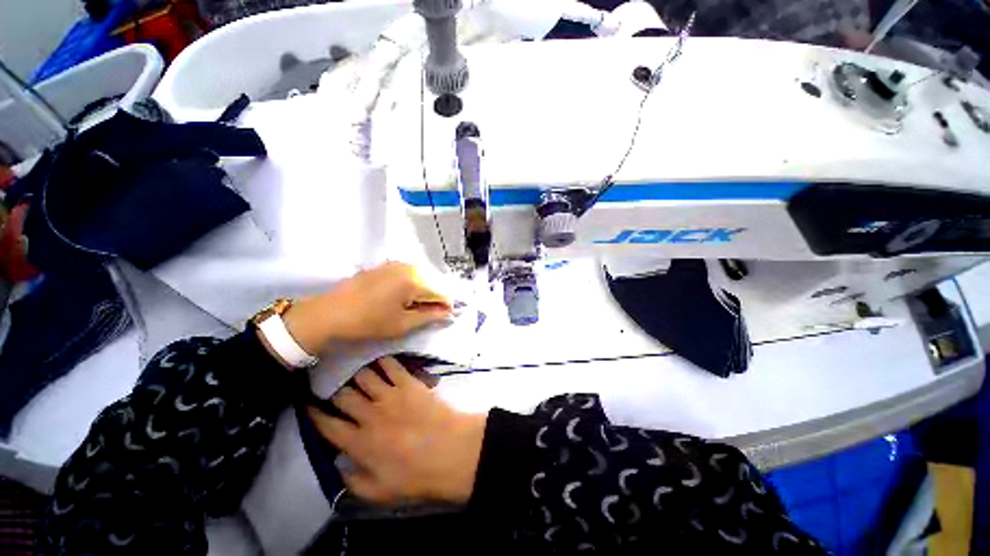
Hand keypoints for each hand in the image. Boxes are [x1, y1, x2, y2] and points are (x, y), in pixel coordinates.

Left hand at [284, 262, 452, 353]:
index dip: (447, 305)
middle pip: (432, 282)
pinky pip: (407, 273)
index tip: (447, 316)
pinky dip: (411, 284)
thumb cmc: (368, 322)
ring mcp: (395, 264)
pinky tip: (403, 296)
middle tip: (430, 314)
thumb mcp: (402, 324)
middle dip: (435, 298)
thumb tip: (448, 313)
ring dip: (424, 291)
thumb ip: (429, 316)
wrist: (330, 313)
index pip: (441, 292)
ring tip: (417, 306)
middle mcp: (407, 267)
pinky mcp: (384, 265)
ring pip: (420, 277)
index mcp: (414, 281)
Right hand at [309, 357, 485, 505]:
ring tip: (358, 373)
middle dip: (336, 391)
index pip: (327, 425)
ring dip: (358, 375)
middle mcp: (369, 415)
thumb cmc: (415, 476)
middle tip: (337, 388)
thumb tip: (338, 467)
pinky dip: (383, 361)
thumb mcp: (379, 492)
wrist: (449, 451)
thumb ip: (353, 481)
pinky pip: (391, 366)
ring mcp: (390, 396)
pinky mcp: (408, 383)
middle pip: (343, 395)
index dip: (315, 414)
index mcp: (359, 443)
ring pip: (364, 376)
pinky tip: (380, 361)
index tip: (309, 405)